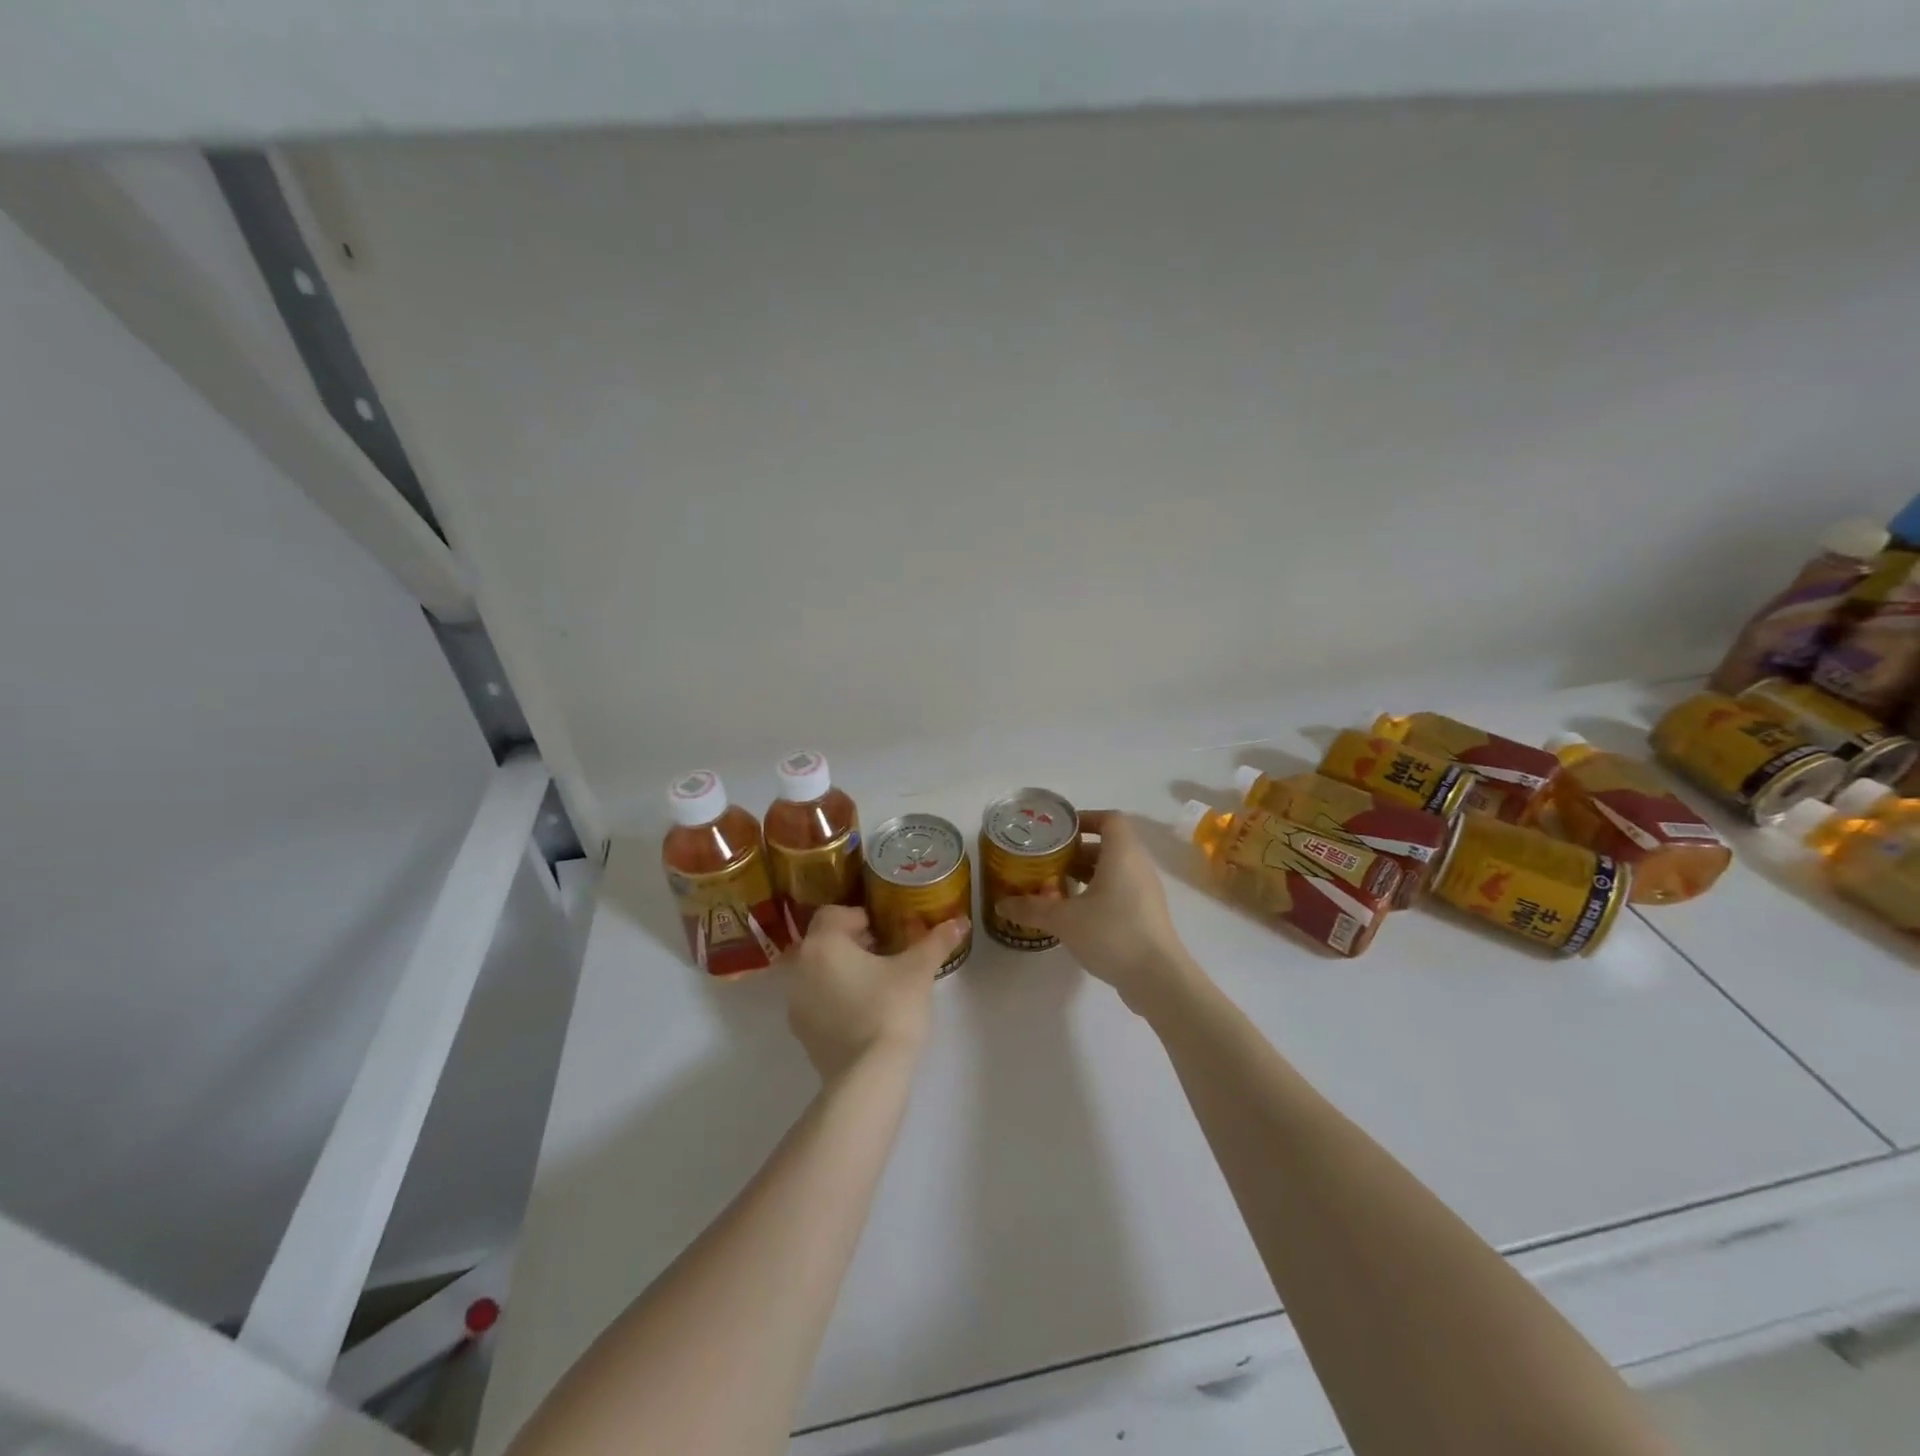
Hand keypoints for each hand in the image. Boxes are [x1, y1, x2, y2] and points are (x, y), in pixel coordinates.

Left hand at [784, 905, 966, 1080]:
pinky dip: (830, 997)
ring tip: (870, 982)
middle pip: (820, 941)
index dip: (861, 918)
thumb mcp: (918, 970)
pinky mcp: (799, 1031)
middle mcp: (799, 967)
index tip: (884, 933)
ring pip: (812, 971)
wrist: (870, 1074)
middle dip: (846, 942)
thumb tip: (961, 921)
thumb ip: (937, 941)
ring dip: (835, 969)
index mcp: (822, 943)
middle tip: (879, 953)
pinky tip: (859, 1010)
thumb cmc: (891, 1008)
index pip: (834, 913)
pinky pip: (813, 1000)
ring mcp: (794, 1002)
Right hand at [995, 810, 1198, 1015]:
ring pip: (1114, 870)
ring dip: (1087, 874)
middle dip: (1078, 851)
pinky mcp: (1147, 915)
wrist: (1158, 978)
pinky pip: (1121, 891)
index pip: (1109, 819)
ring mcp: (1146, 892)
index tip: (1059, 832)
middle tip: (1049, 861)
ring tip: (1057, 887)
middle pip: (1109, 845)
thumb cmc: (1112, 933)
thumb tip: (1001, 905)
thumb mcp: (1064, 920)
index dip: (1085, 818)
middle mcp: (1138, 866)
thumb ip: (1032, 909)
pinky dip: (1099, 893)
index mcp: (1122, 854)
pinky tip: (1076, 914)